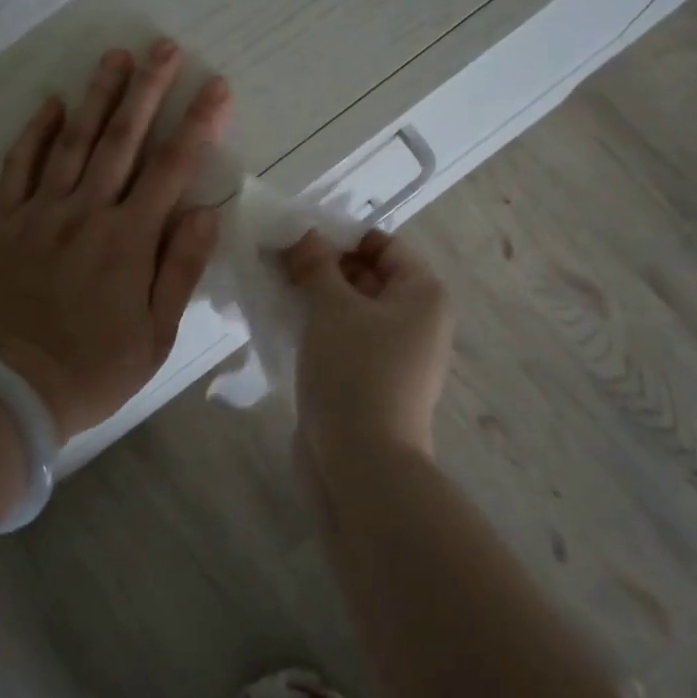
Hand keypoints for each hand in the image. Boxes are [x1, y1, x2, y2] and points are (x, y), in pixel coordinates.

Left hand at [0, 41, 230, 441]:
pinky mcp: (7, 225)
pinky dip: (34, 134)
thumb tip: (204, 212)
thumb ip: (179, 269)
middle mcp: (86, 213)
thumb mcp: (156, 335)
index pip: (172, 168)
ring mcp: (42, 214)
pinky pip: (19, 169)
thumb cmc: (93, 370)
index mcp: (129, 240)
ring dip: (97, 96)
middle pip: (123, 139)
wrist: (9, 391)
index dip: (198, 124)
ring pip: (73, 142)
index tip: (215, 86)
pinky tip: (52, 103)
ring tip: (115, 56)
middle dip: (148, 89)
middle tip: (164, 47)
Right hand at [280, 228, 453, 472]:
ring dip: (316, 297)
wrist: (363, 463)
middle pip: (367, 276)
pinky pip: (345, 339)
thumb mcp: (331, 306)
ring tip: (274, 288)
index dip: (341, 237)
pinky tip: (284, 323)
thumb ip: (316, 263)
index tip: (297, 239)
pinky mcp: (371, 380)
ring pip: (352, 309)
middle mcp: (417, 320)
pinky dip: (318, 327)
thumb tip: (305, 234)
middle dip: (323, 266)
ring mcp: (395, 354)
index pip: (383, 245)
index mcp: (422, 294)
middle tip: (276, 261)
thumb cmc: (355, 370)